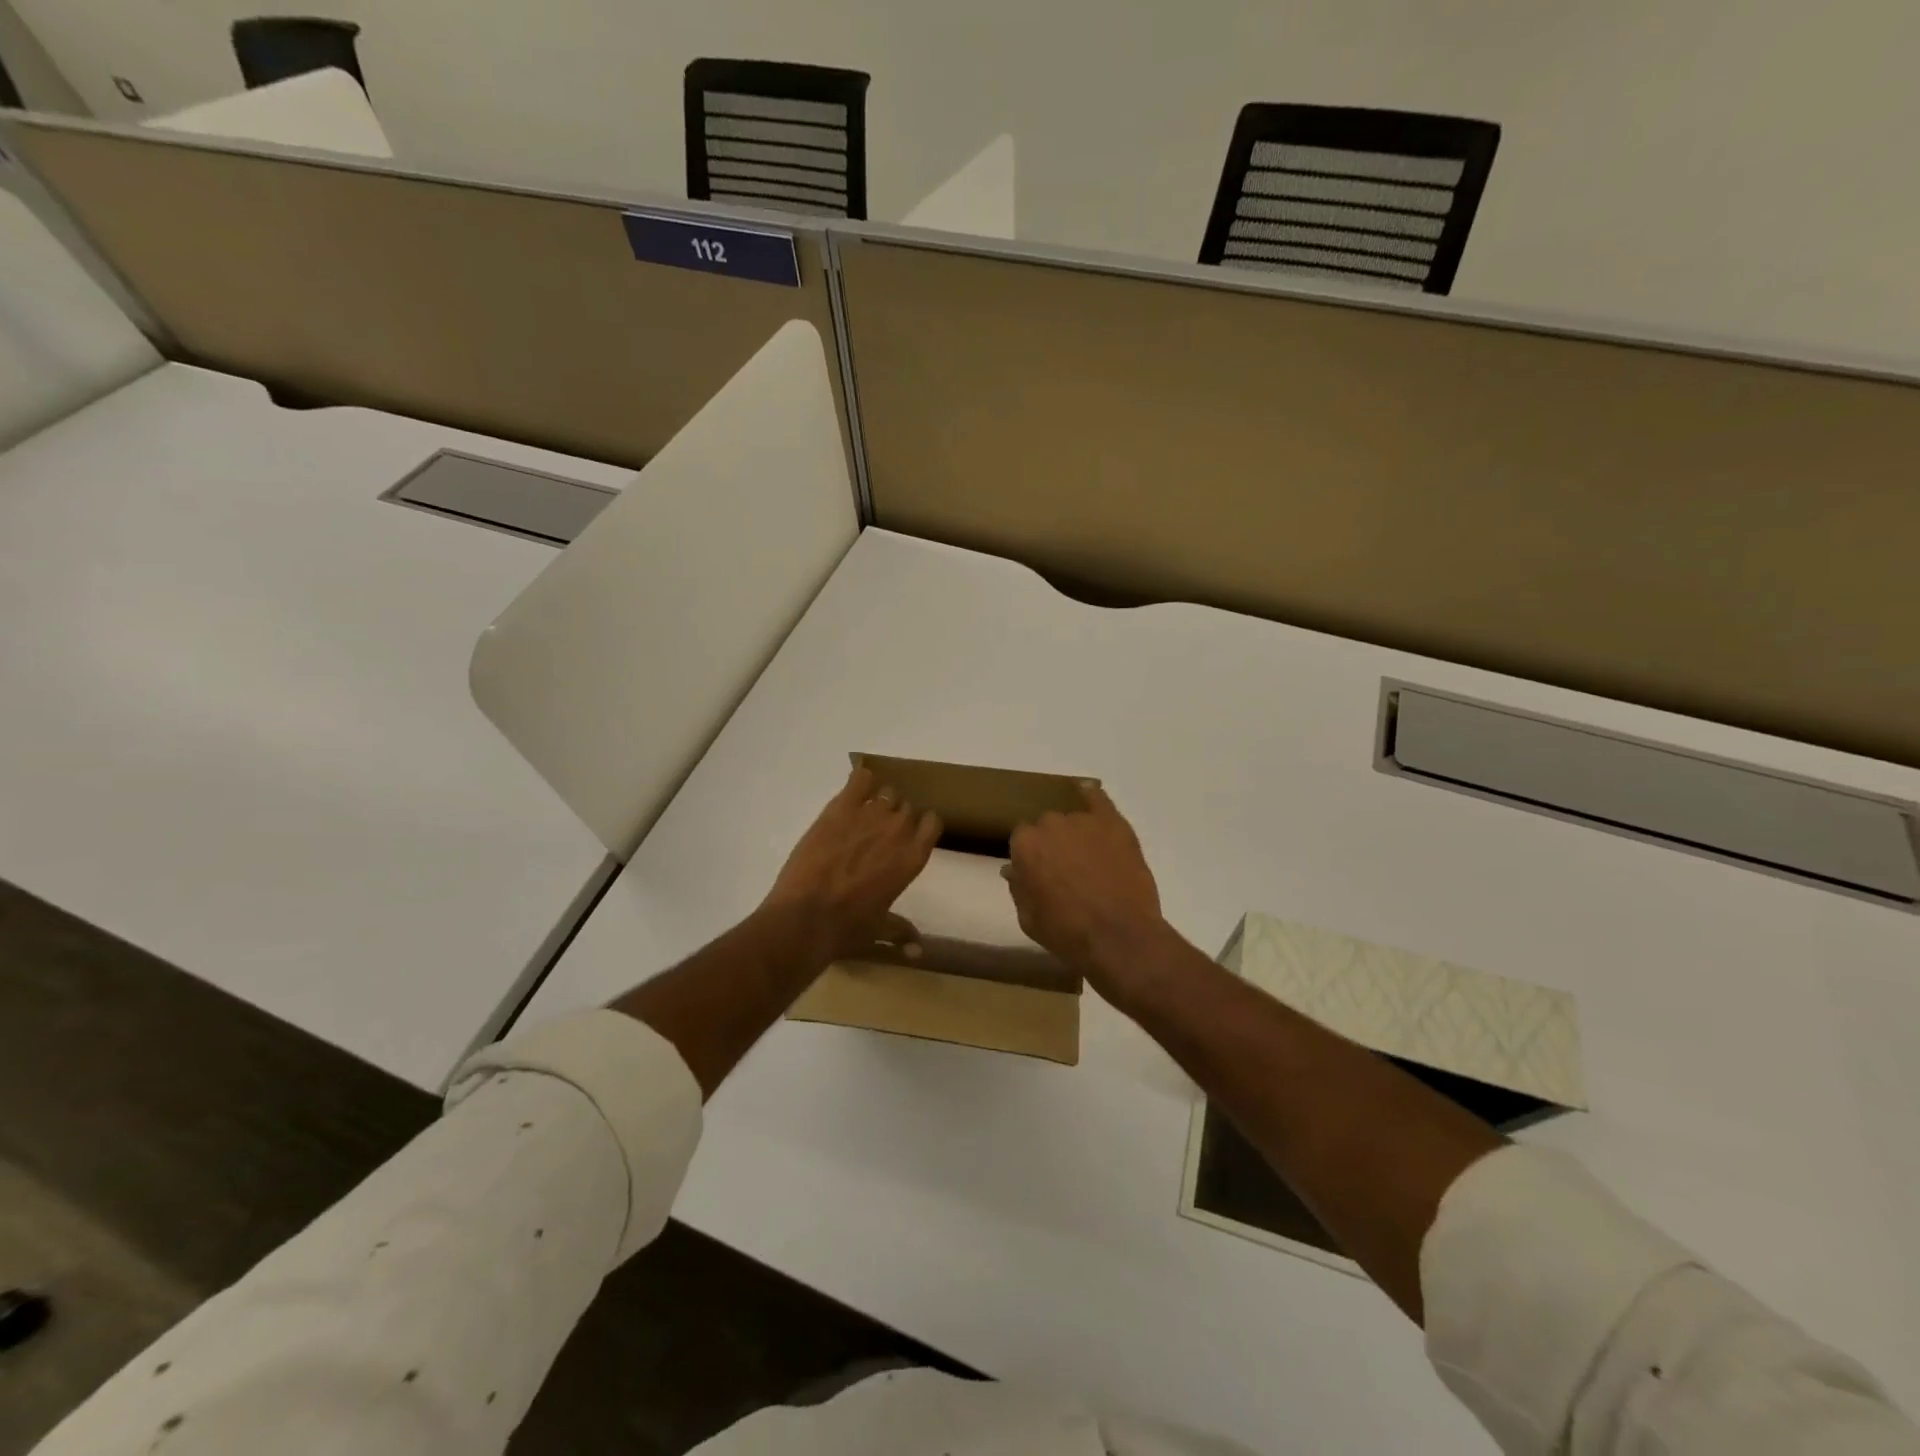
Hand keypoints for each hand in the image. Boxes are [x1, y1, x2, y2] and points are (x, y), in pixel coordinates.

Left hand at [762, 766, 941, 958]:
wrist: (806, 917)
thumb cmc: (848, 928)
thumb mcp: (880, 929)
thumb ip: (902, 932)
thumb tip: (918, 952)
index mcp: (913, 858)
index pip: (932, 823)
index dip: (920, 826)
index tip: (908, 835)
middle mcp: (898, 830)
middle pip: (907, 806)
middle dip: (895, 816)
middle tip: (877, 832)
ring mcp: (870, 815)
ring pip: (886, 793)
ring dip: (877, 801)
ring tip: (860, 817)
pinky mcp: (841, 807)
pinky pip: (860, 778)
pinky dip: (859, 781)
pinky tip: (852, 792)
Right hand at [1004, 784, 1174, 997]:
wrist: (1118, 937)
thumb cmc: (1066, 933)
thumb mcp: (1028, 919)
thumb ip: (1018, 887)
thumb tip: (1013, 869)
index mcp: (1025, 845)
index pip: (1022, 838)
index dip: (1032, 855)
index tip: (1040, 871)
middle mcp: (1050, 824)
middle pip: (1047, 825)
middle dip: (1053, 843)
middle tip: (1065, 868)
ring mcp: (1084, 821)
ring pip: (1074, 819)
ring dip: (1076, 833)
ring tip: (1090, 858)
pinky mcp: (1113, 823)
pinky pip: (1099, 799)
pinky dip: (1092, 795)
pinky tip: (1088, 793)